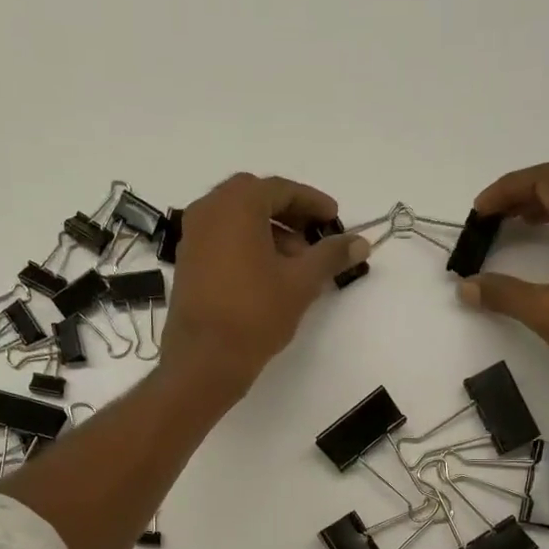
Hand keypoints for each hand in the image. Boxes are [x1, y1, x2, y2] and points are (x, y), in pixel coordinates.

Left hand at [158, 174, 370, 396]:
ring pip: (238, 221)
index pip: (282, 190)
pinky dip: (247, 247)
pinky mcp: (187, 262)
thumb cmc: (255, 313)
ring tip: (296, 265)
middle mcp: (209, 210)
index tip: (334, 219)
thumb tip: (361, 242)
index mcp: (237, 204)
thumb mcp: (301, 282)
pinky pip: (222, 240)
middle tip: (315, 239)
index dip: (312, 203)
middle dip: (290, 216)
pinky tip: (268, 276)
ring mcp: (193, 236)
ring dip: (270, 234)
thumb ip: (331, 255)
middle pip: (256, 200)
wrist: (205, 359)